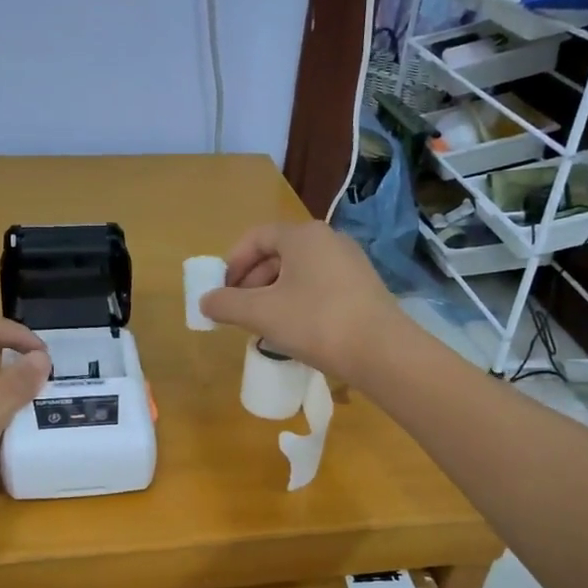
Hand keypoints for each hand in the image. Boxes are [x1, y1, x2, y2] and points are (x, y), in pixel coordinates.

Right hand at [198, 221, 399, 382]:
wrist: (382, 352)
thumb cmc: (316, 322)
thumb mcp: (262, 313)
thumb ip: (226, 304)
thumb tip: (205, 301)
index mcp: (303, 235)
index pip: (256, 237)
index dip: (233, 262)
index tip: (222, 292)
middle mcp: (328, 239)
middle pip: (278, 253)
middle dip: (252, 281)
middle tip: (240, 310)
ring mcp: (350, 262)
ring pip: (299, 271)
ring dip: (273, 293)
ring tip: (264, 324)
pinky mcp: (363, 286)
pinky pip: (319, 285)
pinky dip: (298, 300)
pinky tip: (295, 329)